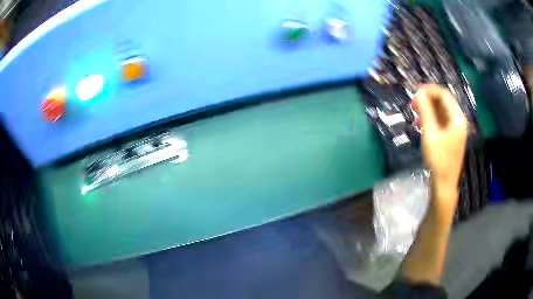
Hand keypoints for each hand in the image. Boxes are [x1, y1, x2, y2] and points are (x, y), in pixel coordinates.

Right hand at [412, 85, 467, 208]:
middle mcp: (459, 121)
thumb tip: (419, 92)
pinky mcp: (451, 137)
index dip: (429, 90)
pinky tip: (421, 125)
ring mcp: (456, 130)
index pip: (444, 95)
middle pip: (443, 102)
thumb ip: (426, 111)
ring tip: (415, 114)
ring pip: (441, 111)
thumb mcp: (430, 133)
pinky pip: (441, 121)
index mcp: (457, 118)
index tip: (415, 91)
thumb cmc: (438, 159)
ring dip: (428, 109)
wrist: (444, 184)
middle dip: (428, 100)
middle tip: (413, 103)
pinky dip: (431, 119)